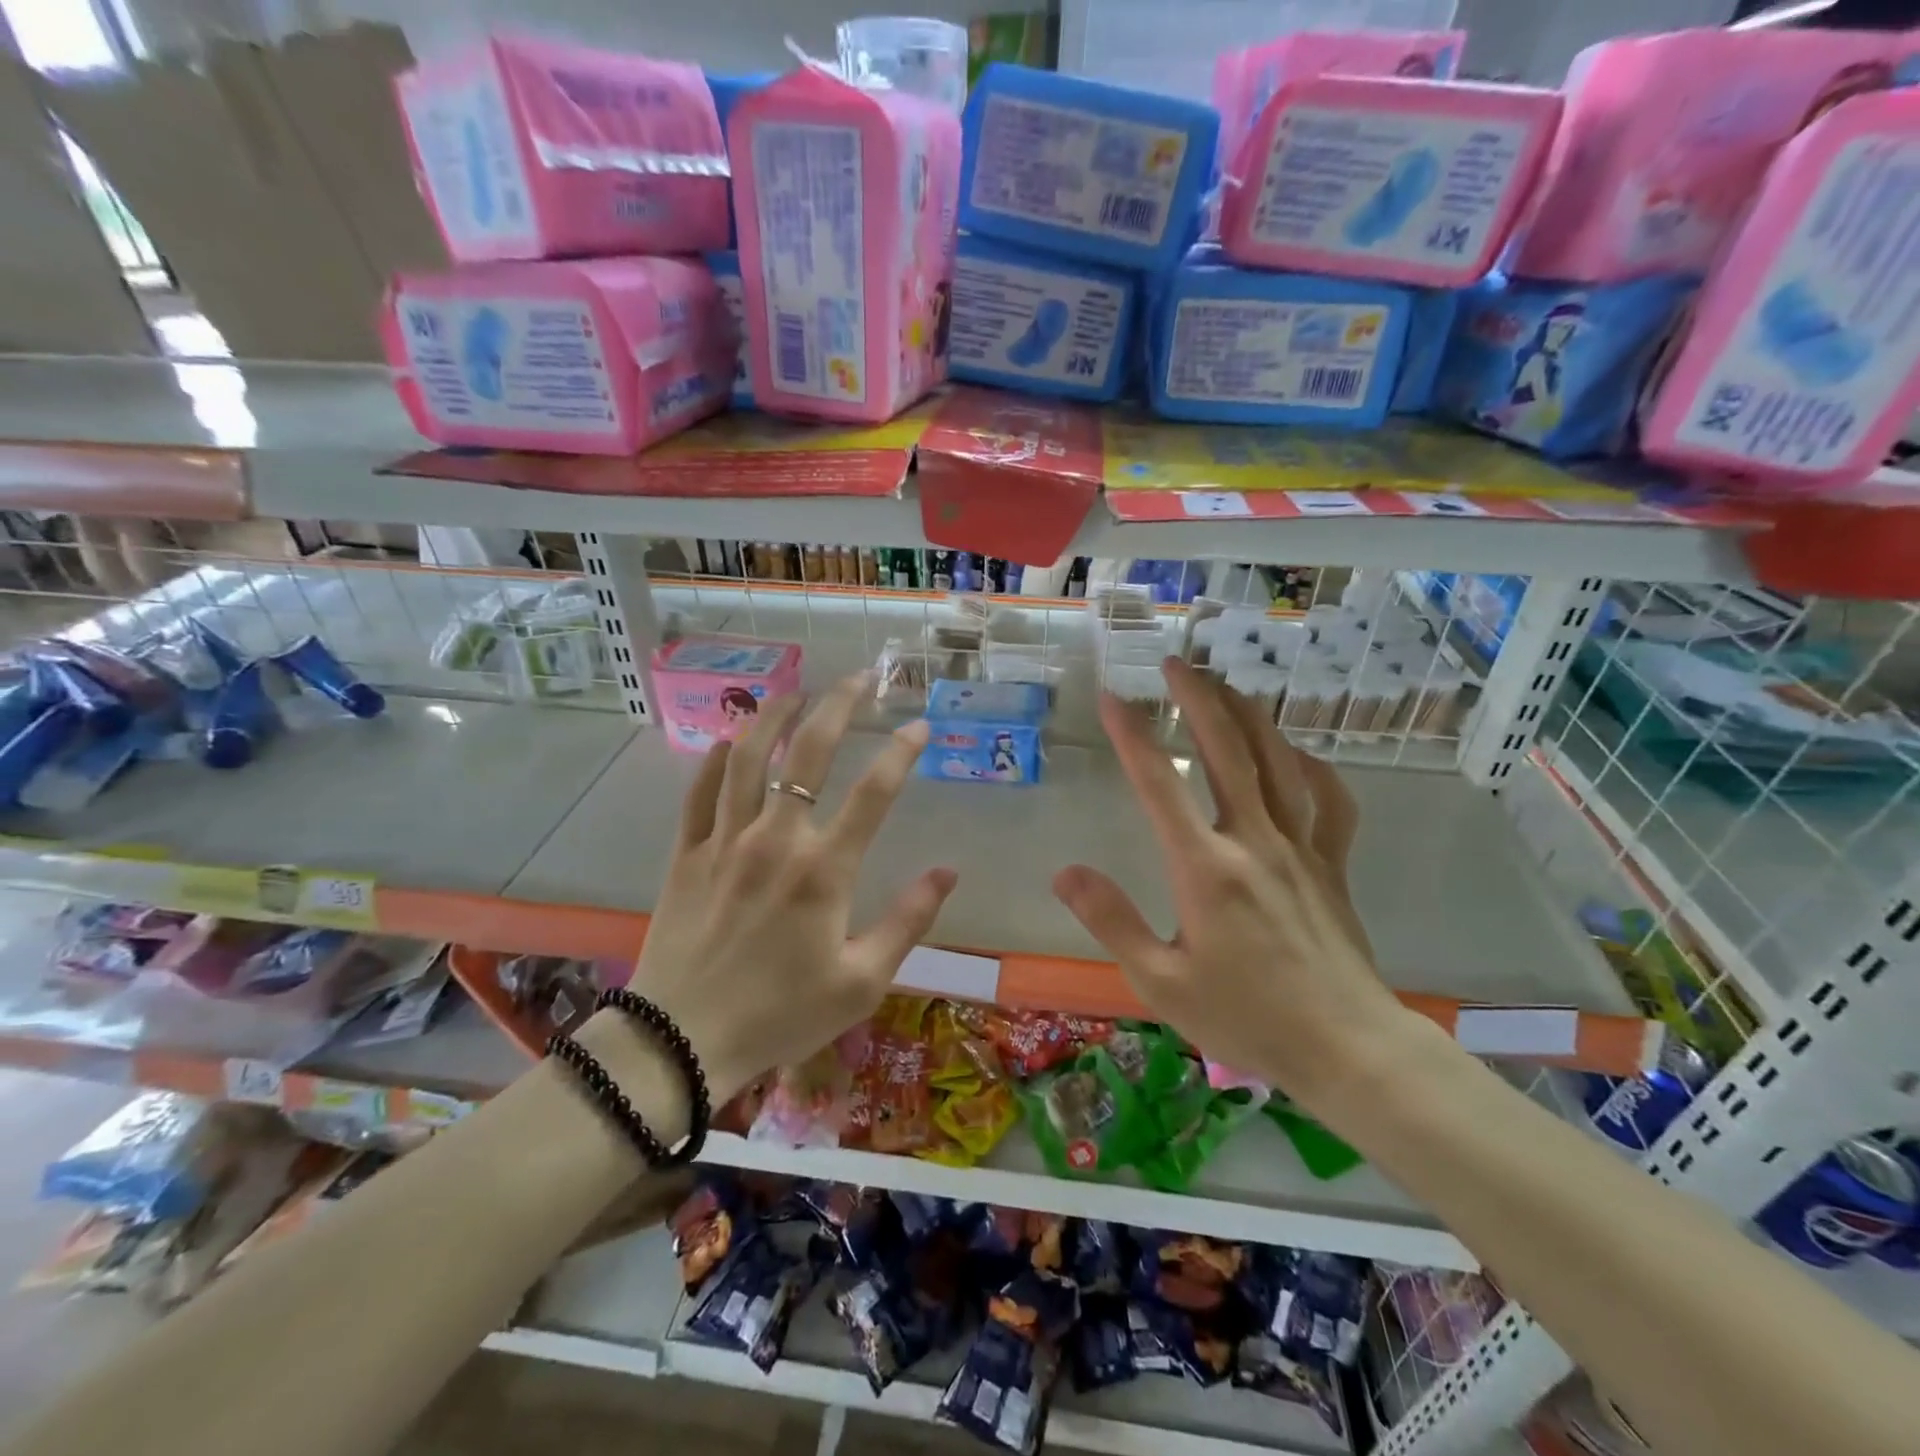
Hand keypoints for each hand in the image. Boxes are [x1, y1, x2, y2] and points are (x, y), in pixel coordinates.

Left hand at [626, 672, 956, 1101]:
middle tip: (859, 678)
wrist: (681, 1043)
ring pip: (748, 759)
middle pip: (808, 754)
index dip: (900, 752)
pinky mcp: (686, 856)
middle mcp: (774, 840)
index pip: (873, 793)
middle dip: (838, 707)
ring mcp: (724, 842)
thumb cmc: (780, 1015)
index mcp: (823, 870)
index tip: (918, 725)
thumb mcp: (861, 982)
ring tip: (796, 690)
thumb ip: (908, 921)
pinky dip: (715, 761)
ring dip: (774, 717)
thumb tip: (948, 872)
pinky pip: (698, 793)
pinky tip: (730, 741)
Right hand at [1052, 657, 1402, 1105]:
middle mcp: (1253, 841)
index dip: (1133, 736)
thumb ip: (1110, 920)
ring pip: (1278, 761)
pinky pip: (1328, 801)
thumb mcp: (1160, 982)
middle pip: (1227, 750)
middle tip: (1176, 663)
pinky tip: (1296, 753)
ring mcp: (1300, 848)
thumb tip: (1065, 873)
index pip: (1160, 784)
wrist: (1348, 1049)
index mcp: (1205, 868)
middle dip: (1199, 699)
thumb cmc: (1246, 1018)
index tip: (1113, 697)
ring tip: (1227, 685)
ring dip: (1249, 716)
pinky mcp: (1331, 864)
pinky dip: (1312, 767)